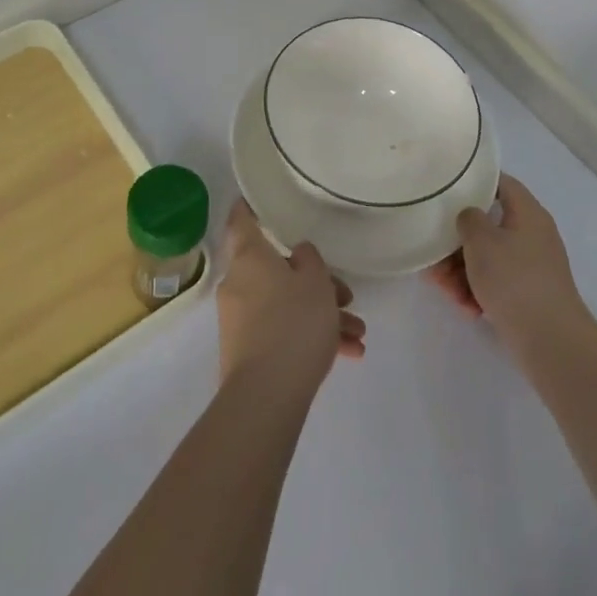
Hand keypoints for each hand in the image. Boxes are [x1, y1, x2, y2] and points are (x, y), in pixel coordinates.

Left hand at [217, 199, 365, 394]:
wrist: (266, 395)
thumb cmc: (293, 323)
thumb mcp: (316, 282)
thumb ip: (310, 260)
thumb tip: (298, 254)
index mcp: (250, 258)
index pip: (243, 221)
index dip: (249, 208)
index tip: (254, 200)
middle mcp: (239, 283)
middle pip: (278, 270)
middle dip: (316, 283)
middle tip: (347, 297)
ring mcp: (241, 320)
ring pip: (285, 304)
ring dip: (321, 315)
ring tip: (357, 334)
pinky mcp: (247, 351)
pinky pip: (281, 332)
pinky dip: (310, 337)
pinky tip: (347, 354)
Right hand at [426, 174, 588, 352]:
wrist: (550, 340)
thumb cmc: (514, 279)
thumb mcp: (481, 240)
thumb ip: (468, 218)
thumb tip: (470, 216)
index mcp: (528, 213)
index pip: (501, 183)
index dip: (474, 182)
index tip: (446, 190)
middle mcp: (532, 235)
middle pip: (488, 226)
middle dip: (457, 242)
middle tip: (434, 255)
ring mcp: (531, 266)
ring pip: (488, 258)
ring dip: (462, 271)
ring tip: (445, 289)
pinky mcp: (528, 294)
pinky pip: (496, 283)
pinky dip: (478, 290)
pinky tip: (466, 307)